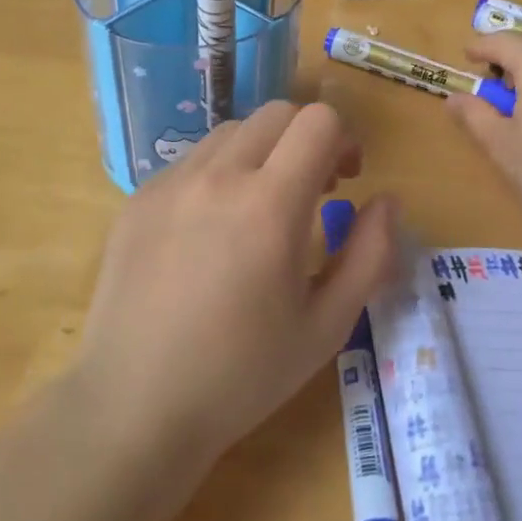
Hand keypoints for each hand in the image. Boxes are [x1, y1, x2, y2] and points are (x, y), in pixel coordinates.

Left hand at [75, 101, 400, 466]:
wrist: (134, 406)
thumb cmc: (242, 375)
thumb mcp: (327, 326)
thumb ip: (370, 255)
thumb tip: (387, 201)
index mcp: (270, 205)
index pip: (318, 122)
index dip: (344, 139)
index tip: (345, 180)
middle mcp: (217, 177)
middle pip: (275, 114)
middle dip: (306, 138)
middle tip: (312, 190)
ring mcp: (170, 184)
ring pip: (230, 132)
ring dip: (261, 152)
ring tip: (260, 208)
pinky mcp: (138, 199)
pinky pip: (191, 162)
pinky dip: (218, 174)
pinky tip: (211, 230)